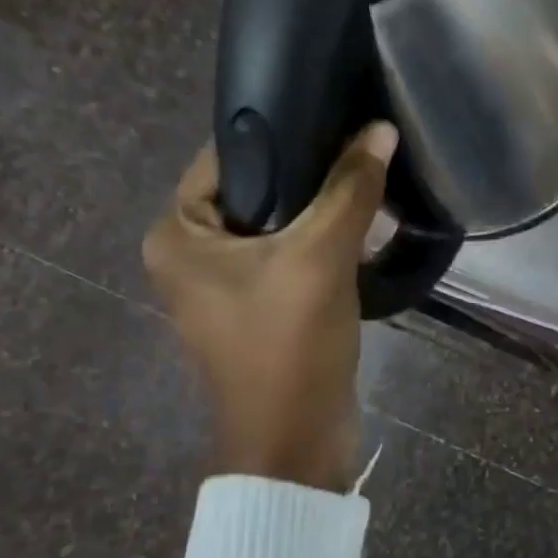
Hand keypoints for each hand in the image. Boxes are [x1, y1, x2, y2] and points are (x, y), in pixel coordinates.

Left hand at [144, 123, 396, 491]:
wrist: (297, 441)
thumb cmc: (288, 345)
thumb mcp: (320, 258)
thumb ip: (350, 190)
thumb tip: (381, 130)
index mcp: (177, 235)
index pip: (226, 157)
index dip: (280, 134)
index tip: (333, 116)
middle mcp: (190, 256)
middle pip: (254, 191)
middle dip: (307, 175)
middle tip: (359, 150)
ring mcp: (224, 287)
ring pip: (276, 227)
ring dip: (319, 211)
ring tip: (368, 182)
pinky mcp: (258, 311)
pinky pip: (288, 259)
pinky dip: (320, 245)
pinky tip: (362, 230)